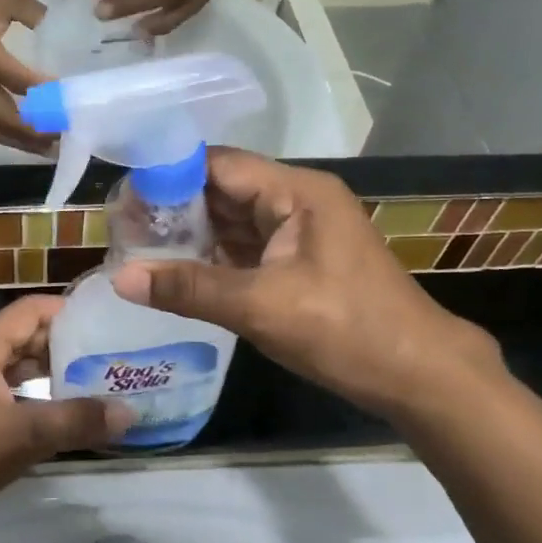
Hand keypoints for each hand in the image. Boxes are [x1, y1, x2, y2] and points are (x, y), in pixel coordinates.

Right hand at [0, 0, 50, 151]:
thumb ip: (37, 15)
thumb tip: (60, 35)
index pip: (18, 83)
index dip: (46, 95)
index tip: (71, 102)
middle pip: (3, 118)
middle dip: (35, 132)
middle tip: (63, 136)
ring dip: (18, 141)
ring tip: (46, 147)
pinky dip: (4, 132)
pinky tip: (23, 134)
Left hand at [0, 296, 132, 542]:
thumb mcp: (22, 436)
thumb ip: (76, 421)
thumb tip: (130, 412)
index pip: (30, 310)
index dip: (68, 311)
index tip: (108, 321)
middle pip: (27, 338)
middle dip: (68, 345)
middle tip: (114, 356)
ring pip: (21, 371)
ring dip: (56, 375)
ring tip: (101, 384)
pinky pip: (14, 398)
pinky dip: (41, 401)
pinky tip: (68, 418)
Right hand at [109, 149, 500, 414]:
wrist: (420, 377)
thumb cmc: (347, 331)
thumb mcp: (262, 308)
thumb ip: (189, 288)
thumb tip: (120, 277)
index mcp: (297, 192)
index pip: (219, 165)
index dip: (169, 175)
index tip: (123, 197)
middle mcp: (297, 200)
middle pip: (222, 189)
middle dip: (173, 206)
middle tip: (122, 226)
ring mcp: (298, 231)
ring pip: (231, 219)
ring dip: (190, 233)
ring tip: (136, 245)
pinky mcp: (297, 260)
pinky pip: (244, 246)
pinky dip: (211, 255)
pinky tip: (174, 268)